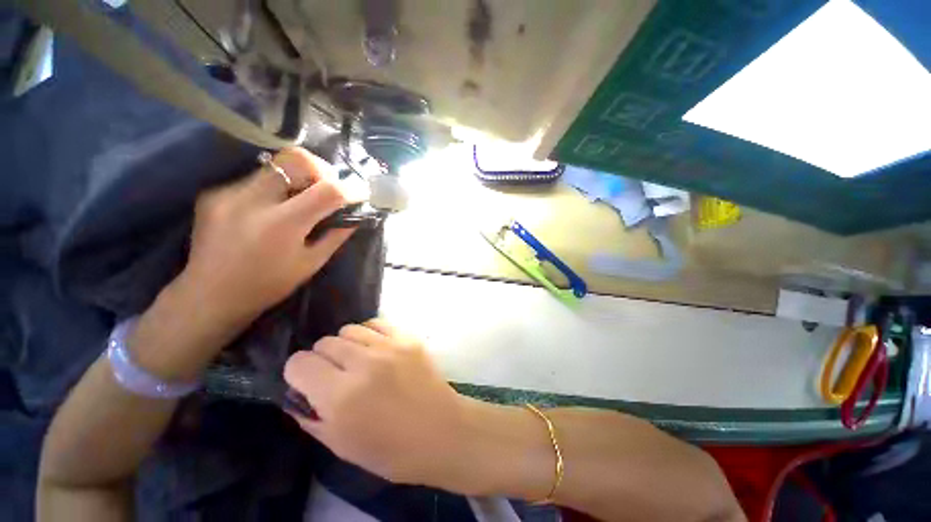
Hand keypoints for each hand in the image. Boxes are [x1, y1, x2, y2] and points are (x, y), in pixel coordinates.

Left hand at [178, 147, 361, 328]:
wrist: (210, 295)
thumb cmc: (269, 285)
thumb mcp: (311, 263)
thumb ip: (336, 235)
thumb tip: (355, 215)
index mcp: (282, 225)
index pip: (327, 191)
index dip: (351, 189)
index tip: (360, 193)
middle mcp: (252, 200)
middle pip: (297, 159)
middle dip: (322, 170)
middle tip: (329, 187)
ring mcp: (228, 192)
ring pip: (276, 165)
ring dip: (299, 177)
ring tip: (303, 198)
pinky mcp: (214, 192)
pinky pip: (256, 178)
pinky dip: (275, 188)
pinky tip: (273, 208)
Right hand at [283, 320, 474, 488]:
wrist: (440, 430)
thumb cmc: (391, 450)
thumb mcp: (341, 446)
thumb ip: (311, 417)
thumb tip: (296, 394)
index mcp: (341, 396)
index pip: (299, 363)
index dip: (298, 373)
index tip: (308, 383)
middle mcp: (363, 364)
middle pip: (324, 342)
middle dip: (322, 359)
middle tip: (335, 375)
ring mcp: (389, 346)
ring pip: (349, 329)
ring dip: (346, 345)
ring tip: (358, 361)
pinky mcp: (408, 338)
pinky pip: (376, 323)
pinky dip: (369, 333)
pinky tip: (376, 349)